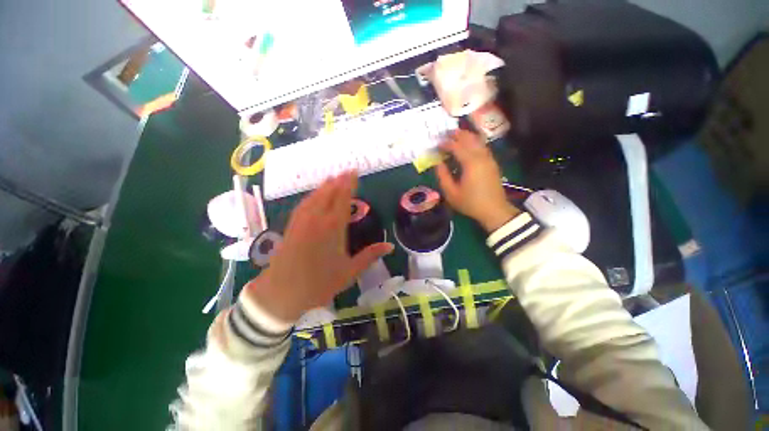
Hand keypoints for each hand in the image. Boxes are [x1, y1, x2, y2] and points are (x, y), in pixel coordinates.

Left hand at [246, 172, 393, 321]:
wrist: (281, 293)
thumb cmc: (319, 284)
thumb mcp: (349, 272)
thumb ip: (370, 256)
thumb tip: (390, 247)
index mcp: (333, 228)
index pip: (343, 199)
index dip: (349, 184)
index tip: (354, 172)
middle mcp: (317, 219)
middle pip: (329, 193)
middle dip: (339, 181)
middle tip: (347, 171)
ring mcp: (302, 221)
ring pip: (315, 196)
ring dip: (325, 185)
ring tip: (333, 177)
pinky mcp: (292, 226)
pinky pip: (304, 204)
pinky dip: (312, 195)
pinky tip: (315, 194)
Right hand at [435, 130, 519, 231]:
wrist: (494, 210)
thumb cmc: (470, 202)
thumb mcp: (451, 193)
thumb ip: (443, 176)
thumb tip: (437, 163)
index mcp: (470, 163)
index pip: (456, 146)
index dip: (445, 144)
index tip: (436, 145)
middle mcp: (481, 157)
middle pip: (469, 139)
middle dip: (457, 134)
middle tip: (445, 134)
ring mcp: (489, 159)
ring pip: (477, 141)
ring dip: (466, 136)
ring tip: (456, 136)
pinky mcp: (492, 163)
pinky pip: (482, 146)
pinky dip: (473, 142)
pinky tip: (468, 145)